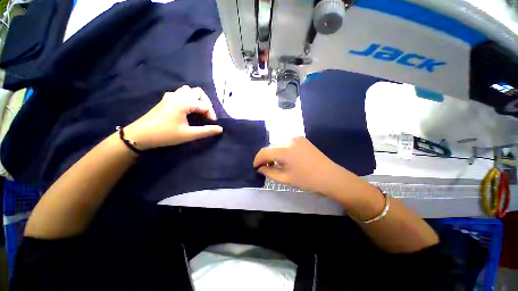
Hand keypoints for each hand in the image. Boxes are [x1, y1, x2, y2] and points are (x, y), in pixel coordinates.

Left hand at [124, 86, 222, 149]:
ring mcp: (171, 96)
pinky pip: (181, 93)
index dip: (211, 114)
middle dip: (206, 102)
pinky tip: (187, 109)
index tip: (213, 124)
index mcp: (184, 102)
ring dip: (197, 99)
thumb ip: (206, 131)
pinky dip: (188, 98)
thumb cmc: (165, 134)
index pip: (204, 105)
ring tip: (199, 110)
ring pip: (188, 90)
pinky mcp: (166, 99)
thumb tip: (220, 129)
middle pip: (198, 92)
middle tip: (207, 115)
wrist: (140, 135)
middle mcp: (178, 95)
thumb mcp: (188, 134)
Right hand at [253, 137, 353, 194]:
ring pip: (278, 145)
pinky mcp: (301, 139)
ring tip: (274, 164)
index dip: (258, 159)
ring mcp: (296, 138)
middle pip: (271, 147)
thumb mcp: (285, 178)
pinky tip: (283, 159)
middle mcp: (290, 140)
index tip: (255, 167)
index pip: (265, 152)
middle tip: (264, 167)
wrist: (330, 176)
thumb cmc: (307, 180)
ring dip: (273, 153)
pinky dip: (281, 150)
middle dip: (265, 157)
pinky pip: (285, 143)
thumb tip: (259, 168)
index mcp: (286, 150)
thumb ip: (269, 172)